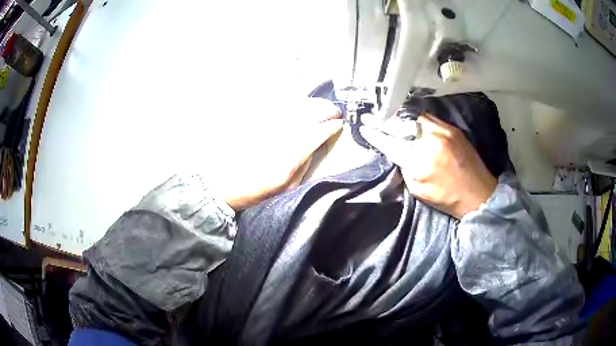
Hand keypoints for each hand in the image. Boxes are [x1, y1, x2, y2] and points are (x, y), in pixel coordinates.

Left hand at [217, 98, 342, 210]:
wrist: (224, 184)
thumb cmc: (257, 191)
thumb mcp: (287, 188)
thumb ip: (304, 166)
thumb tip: (316, 146)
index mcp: (289, 159)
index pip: (316, 134)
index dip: (331, 127)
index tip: (339, 124)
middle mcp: (279, 138)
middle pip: (307, 115)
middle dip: (325, 109)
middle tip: (334, 110)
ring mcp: (265, 127)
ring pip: (294, 106)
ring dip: (311, 103)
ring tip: (320, 104)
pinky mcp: (254, 121)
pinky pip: (277, 105)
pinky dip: (292, 101)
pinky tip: (299, 102)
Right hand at [360, 114, 496, 218]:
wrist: (478, 193)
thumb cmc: (447, 198)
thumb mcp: (419, 190)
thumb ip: (405, 168)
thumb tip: (397, 152)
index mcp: (420, 161)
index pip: (390, 143)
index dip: (375, 135)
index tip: (364, 127)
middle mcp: (430, 140)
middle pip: (400, 125)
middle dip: (383, 120)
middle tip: (370, 115)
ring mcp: (443, 131)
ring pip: (414, 117)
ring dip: (399, 117)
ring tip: (389, 116)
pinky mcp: (452, 128)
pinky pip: (428, 118)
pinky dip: (415, 119)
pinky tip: (409, 121)